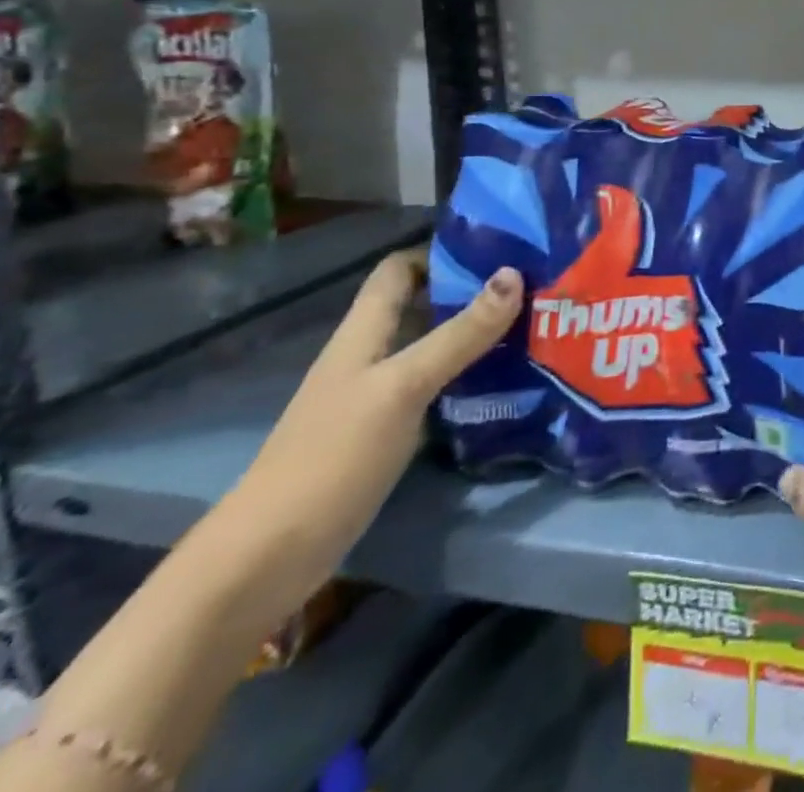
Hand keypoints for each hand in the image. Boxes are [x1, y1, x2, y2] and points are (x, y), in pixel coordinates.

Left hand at [219, 248, 523, 608]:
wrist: (269, 558)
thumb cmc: (333, 456)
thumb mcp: (403, 386)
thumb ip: (460, 334)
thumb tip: (514, 273)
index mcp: (363, 333)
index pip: (399, 269)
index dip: (441, 251)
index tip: (500, 246)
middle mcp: (370, 356)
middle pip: (422, 306)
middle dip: (473, 292)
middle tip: (534, 285)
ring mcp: (378, 396)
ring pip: (433, 347)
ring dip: (476, 335)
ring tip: (535, 325)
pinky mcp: (388, 432)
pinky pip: (436, 387)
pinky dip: (470, 376)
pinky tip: (508, 380)